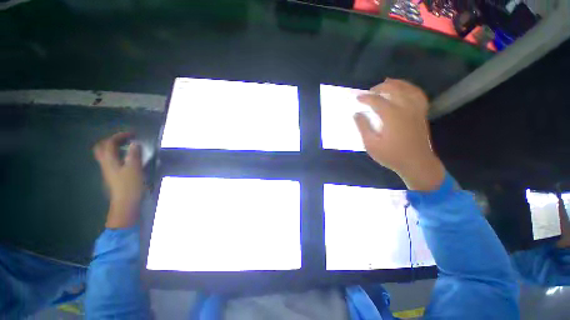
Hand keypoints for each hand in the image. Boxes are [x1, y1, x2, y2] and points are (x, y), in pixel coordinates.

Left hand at [94, 132, 143, 228]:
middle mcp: (105, 163)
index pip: (109, 143)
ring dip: (114, 147)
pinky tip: (127, 158)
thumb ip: (134, 154)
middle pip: (101, 148)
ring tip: (127, 146)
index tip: (132, 133)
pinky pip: (112, 160)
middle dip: (112, 140)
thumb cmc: (130, 185)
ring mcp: (108, 170)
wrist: (125, 203)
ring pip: (106, 154)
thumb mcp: (134, 168)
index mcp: (109, 160)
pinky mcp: (113, 175)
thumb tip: (135, 143)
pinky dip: (118, 155)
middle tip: (124, 139)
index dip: (119, 136)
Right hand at [354, 79, 444, 190]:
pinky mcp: (422, 113)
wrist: (416, 163)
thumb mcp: (371, 144)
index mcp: (392, 116)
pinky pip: (418, 95)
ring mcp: (416, 110)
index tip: (357, 98)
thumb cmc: (391, 155)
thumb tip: (357, 114)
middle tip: (369, 92)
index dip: (366, 98)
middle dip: (380, 88)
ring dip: (396, 83)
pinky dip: (410, 88)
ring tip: (387, 83)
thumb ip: (363, 127)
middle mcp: (406, 108)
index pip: (377, 101)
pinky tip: (405, 90)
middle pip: (394, 89)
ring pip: (408, 88)